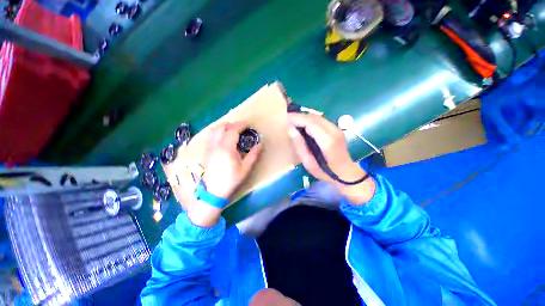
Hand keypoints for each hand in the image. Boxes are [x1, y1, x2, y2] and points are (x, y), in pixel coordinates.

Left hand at [188, 121, 261, 226]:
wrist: (213, 191)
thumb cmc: (231, 180)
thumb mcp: (245, 168)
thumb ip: (253, 155)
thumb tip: (260, 144)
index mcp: (227, 148)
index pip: (233, 130)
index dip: (241, 124)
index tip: (248, 123)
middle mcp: (216, 145)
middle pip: (221, 127)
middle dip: (231, 124)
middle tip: (240, 126)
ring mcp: (210, 148)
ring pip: (214, 131)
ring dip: (223, 127)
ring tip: (232, 130)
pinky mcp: (207, 152)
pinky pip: (211, 137)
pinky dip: (217, 132)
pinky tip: (223, 138)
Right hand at [287, 113, 374, 203]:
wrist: (346, 173)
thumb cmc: (326, 172)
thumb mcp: (309, 164)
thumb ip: (300, 146)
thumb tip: (291, 129)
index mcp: (327, 142)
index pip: (310, 123)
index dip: (297, 118)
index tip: (285, 119)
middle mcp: (334, 132)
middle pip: (314, 117)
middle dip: (299, 116)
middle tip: (287, 119)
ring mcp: (337, 129)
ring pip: (317, 116)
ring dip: (304, 117)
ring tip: (293, 121)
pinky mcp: (337, 129)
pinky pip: (321, 120)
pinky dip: (310, 119)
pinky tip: (303, 124)